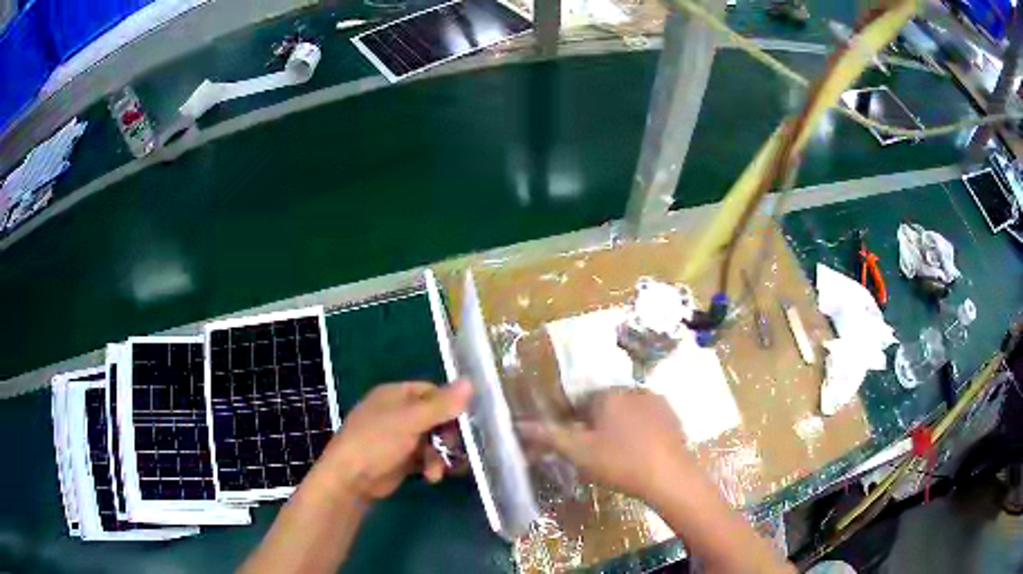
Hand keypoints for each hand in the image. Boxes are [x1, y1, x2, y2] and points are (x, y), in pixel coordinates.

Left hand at [321, 380, 471, 501]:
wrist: (350, 478)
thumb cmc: (376, 441)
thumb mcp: (410, 421)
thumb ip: (441, 405)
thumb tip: (471, 381)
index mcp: (396, 395)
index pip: (433, 392)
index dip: (450, 406)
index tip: (465, 422)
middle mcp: (399, 413)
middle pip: (436, 418)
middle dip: (446, 437)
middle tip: (452, 449)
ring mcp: (399, 437)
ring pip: (433, 440)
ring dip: (440, 455)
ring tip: (437, 470)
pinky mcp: (402, 459)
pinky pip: (426, 457)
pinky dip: (431, 465)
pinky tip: (431, 477)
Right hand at [519, 388, 695, 504]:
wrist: (669, 476)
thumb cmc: (619, 462)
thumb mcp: (578, 453)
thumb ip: (548, 436)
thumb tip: (518, 424)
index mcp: (607, 394)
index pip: (581, 401)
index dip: (574, 423)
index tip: (576, 445)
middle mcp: (632, 389)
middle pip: (605, 405)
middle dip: (598, 425)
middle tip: (596, 453)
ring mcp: (656, 401)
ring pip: (628, 411)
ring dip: (620, 427)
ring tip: (619, 455)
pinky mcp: (672, 416)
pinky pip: (648, 419)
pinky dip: (641, 431)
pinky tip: (641, 452)